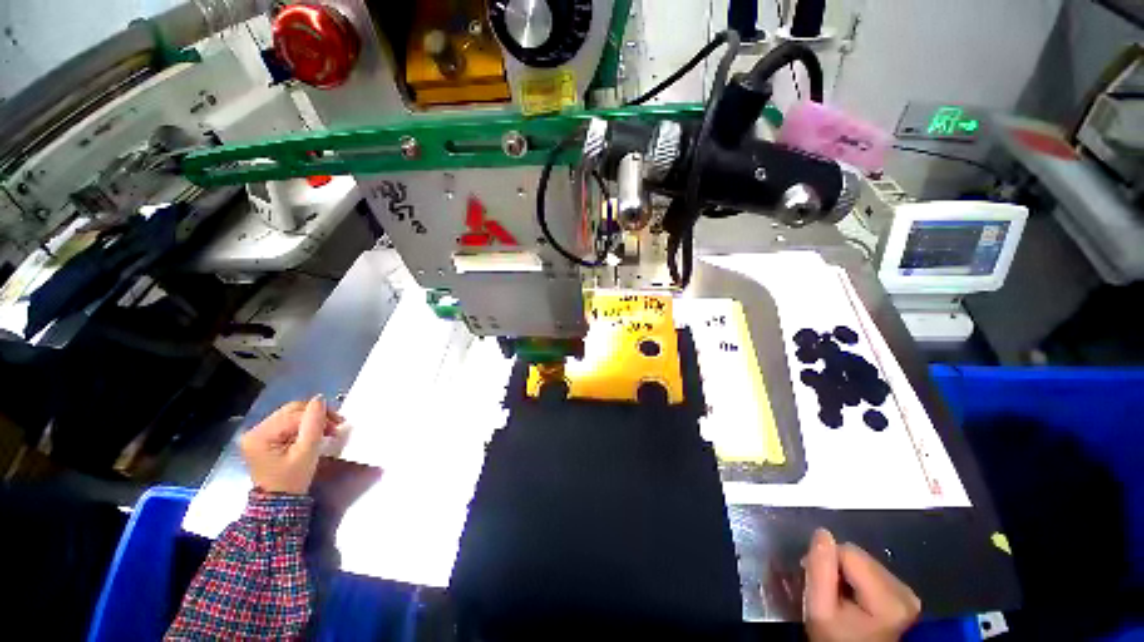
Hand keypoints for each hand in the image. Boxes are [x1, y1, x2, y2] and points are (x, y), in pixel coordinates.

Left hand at [240, 397, 344, 494]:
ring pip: (291, 415)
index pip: (295, 414)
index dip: (319, 415)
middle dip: (316, 416)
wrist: (279, 503)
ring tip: (327, 431)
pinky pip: (287, 423)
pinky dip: (303, 426)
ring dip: (311, 421)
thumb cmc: (293, 480)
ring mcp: (258, 434)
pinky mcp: (264, 438)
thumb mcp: (307, 452)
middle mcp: (254, 431)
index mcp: (260, 435)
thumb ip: (314, 424)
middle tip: (335, 426)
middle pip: (291, 411)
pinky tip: (314, 434)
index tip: (338, 425)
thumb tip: (319, 399)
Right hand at [804, 528, 920, 641]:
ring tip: (840, 596)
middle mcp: (905, 592)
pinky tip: (854, 600)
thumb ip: (820, 570)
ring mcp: (908, 595)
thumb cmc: (837, 638)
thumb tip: (822, 533)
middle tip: (827, 591)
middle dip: (838, 568)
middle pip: (859, 556)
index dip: (826, 562)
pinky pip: (875, 573)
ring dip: (847, 574)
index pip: (847, 552)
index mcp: (888, 597)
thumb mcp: (820, 609)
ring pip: (866, 563)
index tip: (817, 583)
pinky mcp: (906, 599)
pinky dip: (859, 582)